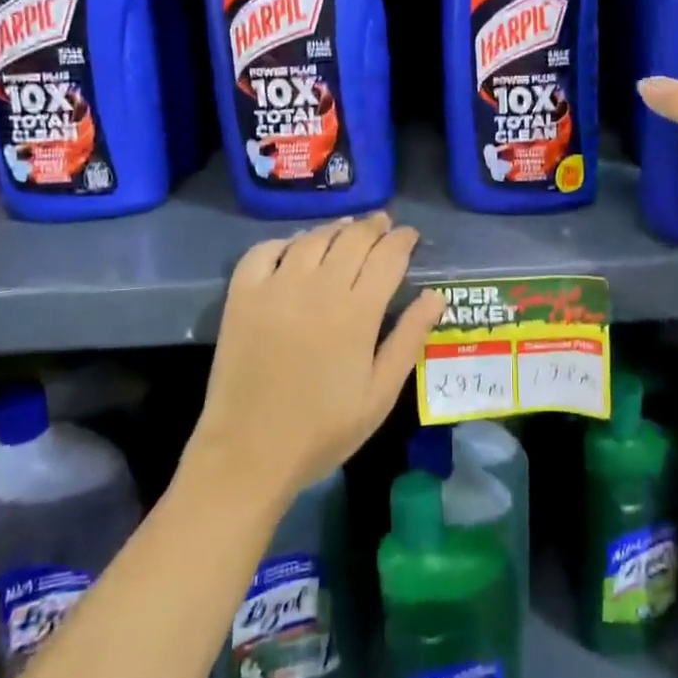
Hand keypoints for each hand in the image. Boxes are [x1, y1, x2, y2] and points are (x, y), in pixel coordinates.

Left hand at [188, 213, 443, 501]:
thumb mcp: (380, 394)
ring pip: (313, 238)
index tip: (411, 235)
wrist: (248, 453)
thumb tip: (436, 296)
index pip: (388, 257)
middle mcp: (318, 288)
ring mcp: (276, 287)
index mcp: (357, 313)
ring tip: (348, 229)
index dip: (403, 240)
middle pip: (353, 239)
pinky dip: (286, 241)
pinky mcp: (242, 295)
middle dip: (374, 227)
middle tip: (384, 224)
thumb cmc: (323, 430)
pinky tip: (296, 248)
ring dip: (336, 228)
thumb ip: (409, 339)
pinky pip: (264, 250)